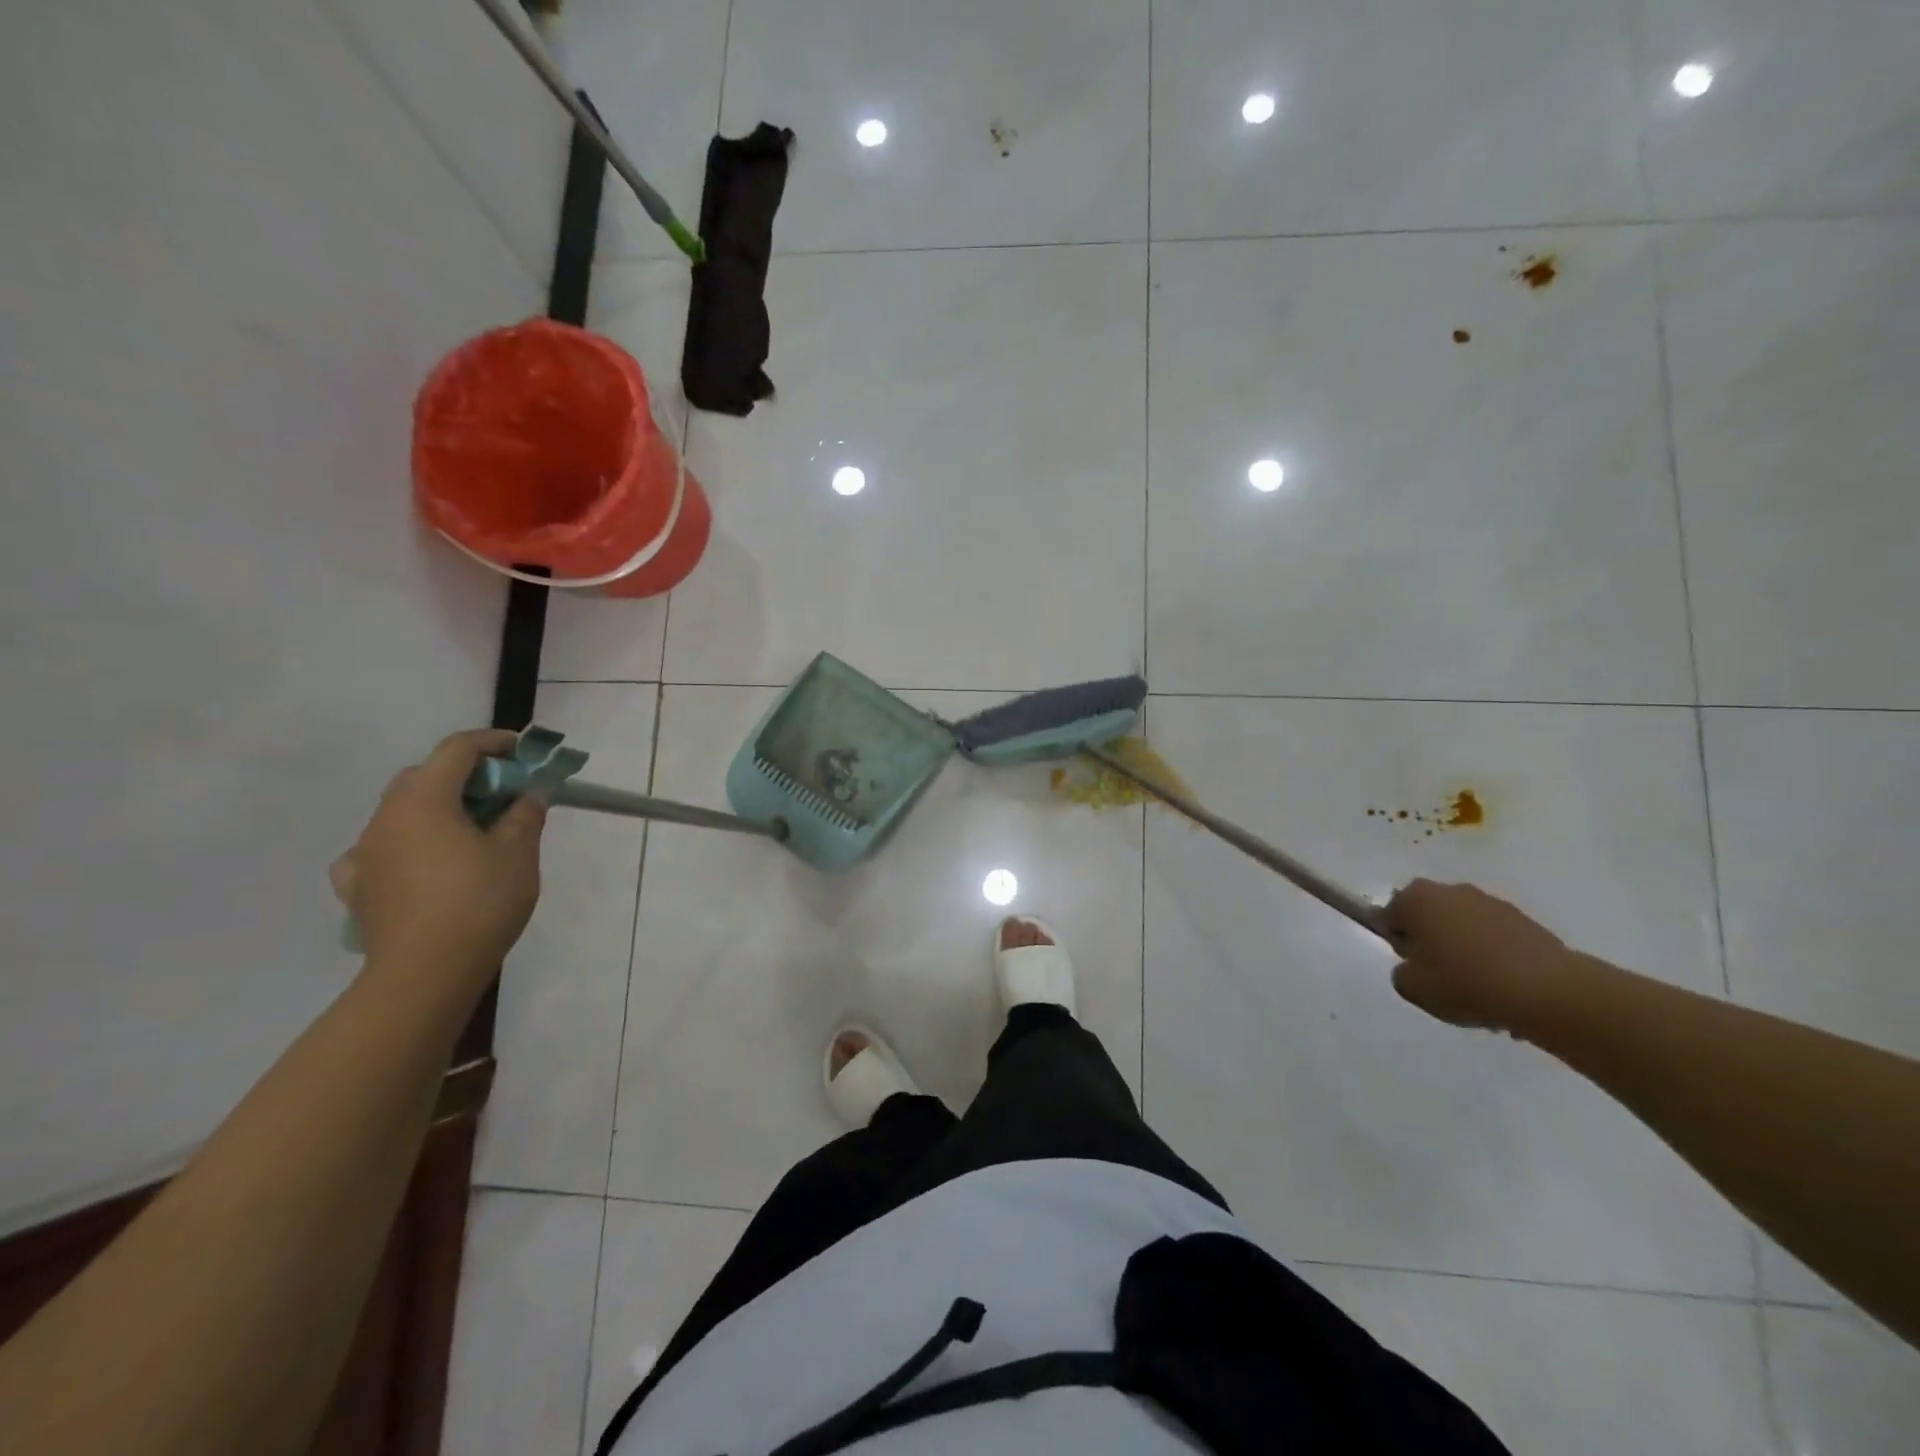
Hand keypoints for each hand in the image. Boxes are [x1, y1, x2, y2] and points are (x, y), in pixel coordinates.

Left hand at [331, 730, 546, 983]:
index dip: (494, 742)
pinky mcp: (358, 886)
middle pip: (424, 775)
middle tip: (502, 794)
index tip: (523, 752)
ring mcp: (366, 852)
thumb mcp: (519, 853)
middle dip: (466, 775)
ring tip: (469, 832)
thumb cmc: (479, 903)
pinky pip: (379, 850)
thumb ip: (524, 814)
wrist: (424, 974)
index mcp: (424, 800)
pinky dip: (405, 845)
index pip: (457, 749)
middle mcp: (386, 817)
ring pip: (401, 811)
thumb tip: (528, 794)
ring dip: (437, 808)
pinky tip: (420, 864)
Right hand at [1383, 879, 1578, 1035]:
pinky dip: (1494, 956)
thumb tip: (1415, 965)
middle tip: (1439, 975)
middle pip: (1428, 916)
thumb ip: (1401, 972)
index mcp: (1416, 899)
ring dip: (1463, 948)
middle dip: (1430, 940)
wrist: (1549, 993)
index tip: (1411, 965)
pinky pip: (1495, 938)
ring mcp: (1491, 903)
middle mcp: (1450, 891)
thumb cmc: (1466, 983)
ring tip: (1477, 987)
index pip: (1389, 915)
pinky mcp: (1525, 921)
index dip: (1397, 941)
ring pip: (1463, 926)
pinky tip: (1504, 988)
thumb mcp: (1412, 988)